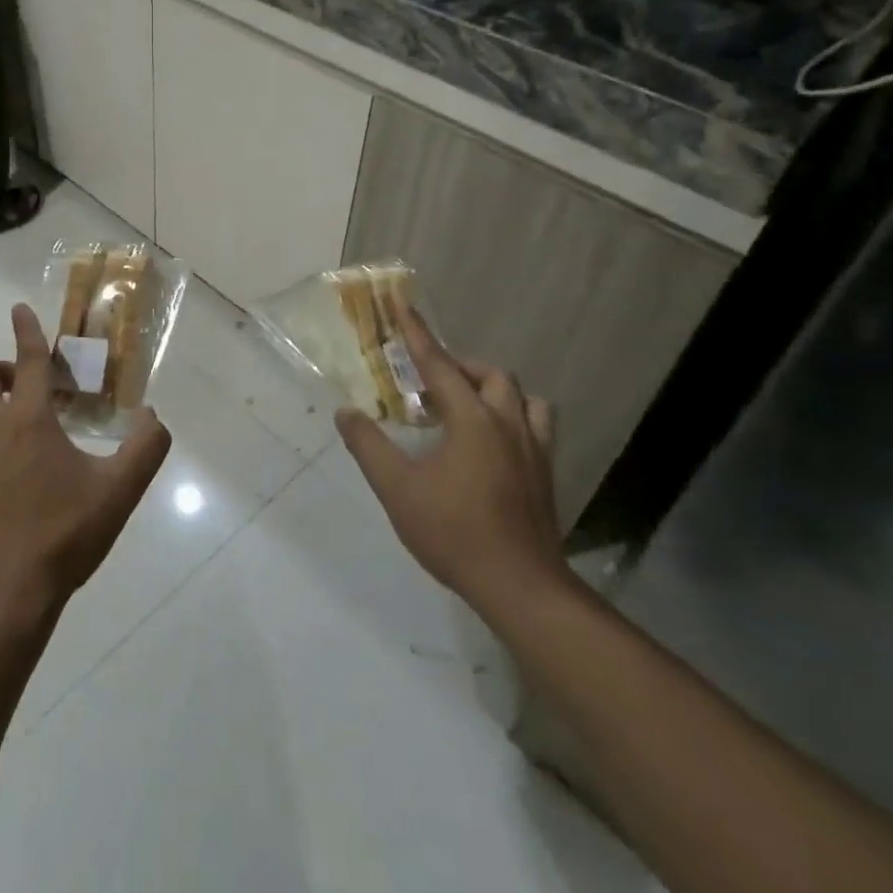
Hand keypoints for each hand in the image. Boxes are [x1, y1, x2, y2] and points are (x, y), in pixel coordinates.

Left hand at [0, 304, 170, 626]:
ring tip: (9, 420)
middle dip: (3, 369)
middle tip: (30, 390)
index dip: (26, 331)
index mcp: (27, 420)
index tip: (19, 309)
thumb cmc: (60, 537)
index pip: (28, 360)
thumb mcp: (117, 494)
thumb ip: (145, 449)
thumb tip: (153, 417)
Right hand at [336, 303, 567, 617]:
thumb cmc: (454, 533)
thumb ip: (369, 446)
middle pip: (491, 375)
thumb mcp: (397, 489)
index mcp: (472, 421)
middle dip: (460, 367)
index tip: (403, 305)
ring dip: (494, 391)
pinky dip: (513, 418)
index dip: (418, 334)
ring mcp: (534, 450)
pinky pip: (535, 427)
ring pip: (522, 399)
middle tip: (431, 383)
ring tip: (467, 406)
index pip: (439, 365)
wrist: (521, 587)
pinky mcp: (545, 475)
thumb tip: (346, 412)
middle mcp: (508, 425)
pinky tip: (493, 444)